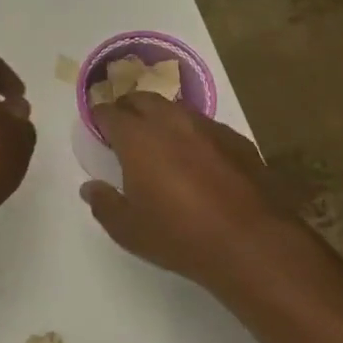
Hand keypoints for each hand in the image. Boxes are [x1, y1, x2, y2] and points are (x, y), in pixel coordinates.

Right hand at [80, 93, 296, 292]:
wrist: (252, 243)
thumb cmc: (179, 236)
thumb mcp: (128, 230)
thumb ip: (104, 204)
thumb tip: (90, 187)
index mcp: (138, 138)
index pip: (110, 113)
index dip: (99, 117)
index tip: (96, 125)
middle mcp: (172, 122)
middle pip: (143, 99)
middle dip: (128, 108)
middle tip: (123, 128)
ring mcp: (208, 128)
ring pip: (176, 109)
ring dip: (161, 118)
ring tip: (158, 140)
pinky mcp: (237, 140)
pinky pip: (205, 126)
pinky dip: (191, 134)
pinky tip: (196, 158)